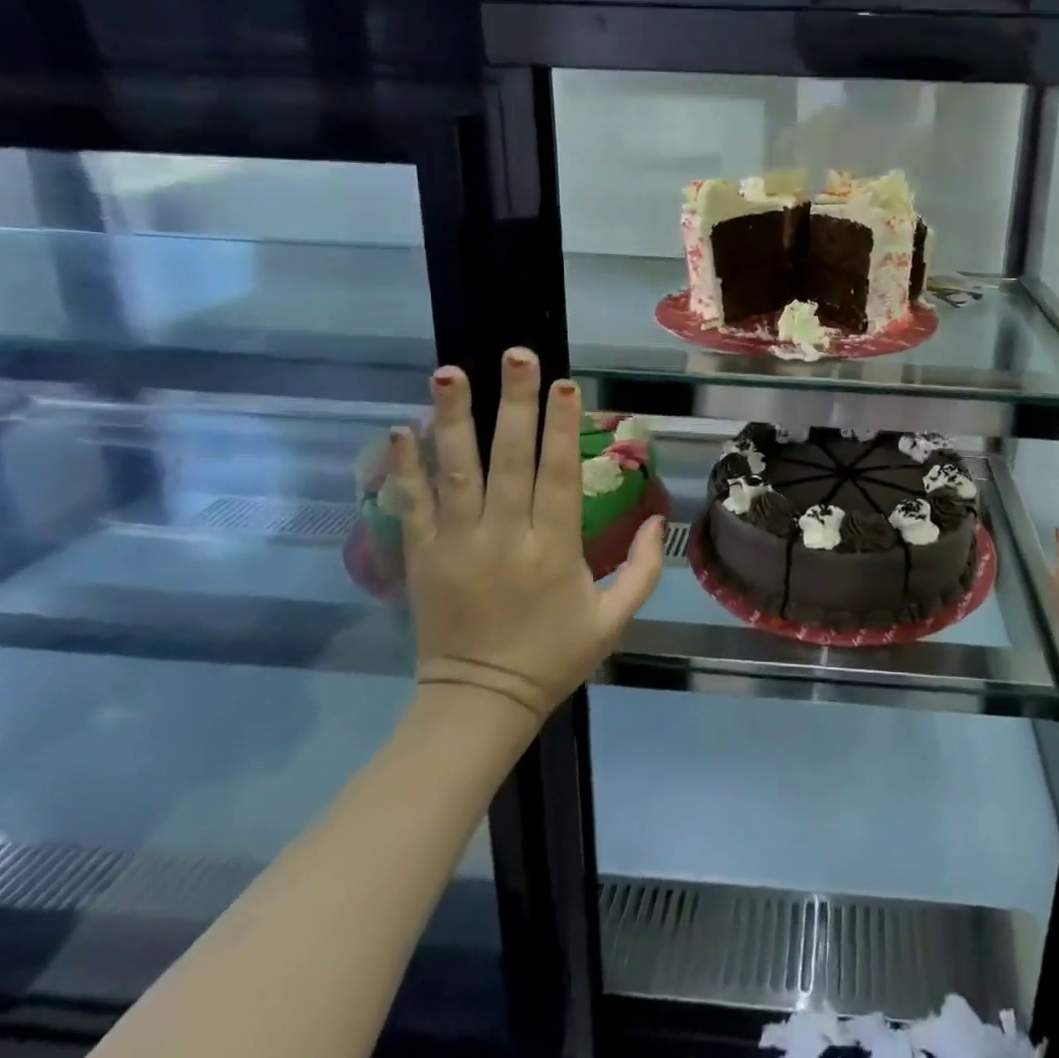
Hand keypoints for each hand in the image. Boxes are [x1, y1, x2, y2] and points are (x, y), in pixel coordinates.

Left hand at [385, 351, 663, 724]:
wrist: (479, 703)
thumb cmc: (554, 657)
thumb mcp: (614, 620)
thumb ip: (643, 569)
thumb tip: (658, 518)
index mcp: (553, 550)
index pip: (557, 476)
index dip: (562, 428)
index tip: (565, 384)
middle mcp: (503, 538)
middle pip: (509, 460)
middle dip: (515, 404)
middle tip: (516, 355)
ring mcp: (457, 545)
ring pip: (456, 472)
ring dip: (453, 420)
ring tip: (450, 372)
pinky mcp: (421, 558)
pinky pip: (412, 506)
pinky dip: (405, 468)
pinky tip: (400, 428)